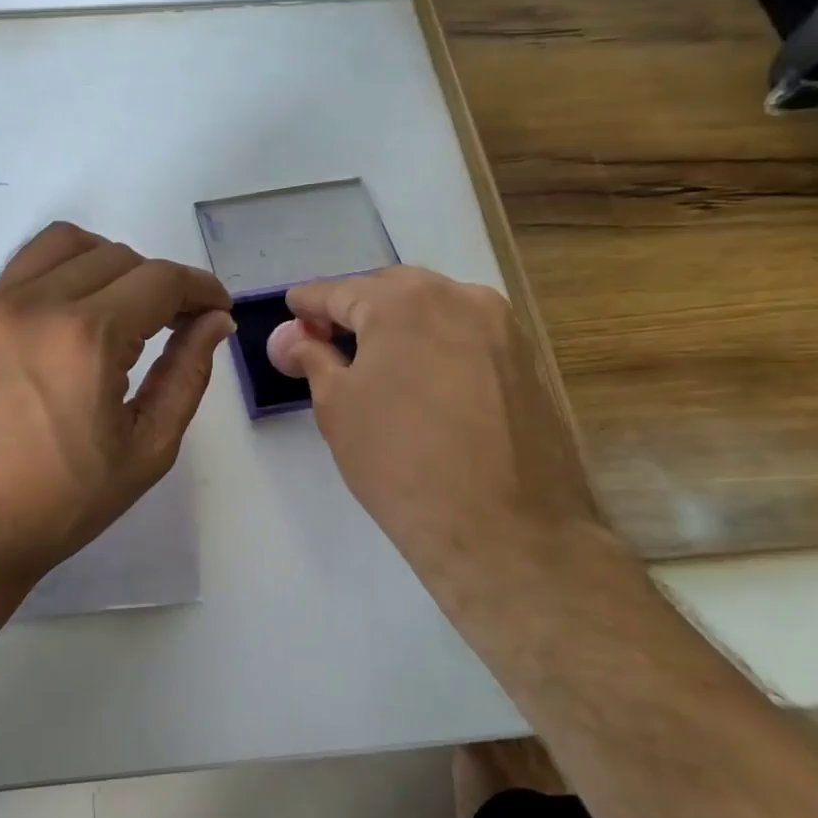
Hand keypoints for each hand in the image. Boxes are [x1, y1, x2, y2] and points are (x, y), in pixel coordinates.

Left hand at [0, 222, 233, 597]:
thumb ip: (186, 377)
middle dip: (159, 283)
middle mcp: (38, 303)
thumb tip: (213, 323)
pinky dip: (61, 273)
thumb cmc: (57, 504)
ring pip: (66, 244)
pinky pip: (24, 267)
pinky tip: (68, 319)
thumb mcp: (144, 451)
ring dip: (108, 263)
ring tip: (120, 308)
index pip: (161, 280)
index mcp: (87, 338)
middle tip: (172, 324)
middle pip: (118, 257)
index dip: (201, 288)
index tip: (216, 310)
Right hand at [267, 267, 618, 607]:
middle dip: (355, 306)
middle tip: (326, 337)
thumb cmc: (399, 461)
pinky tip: (419, 373)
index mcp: (403, 302)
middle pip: (391, 290)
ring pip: (434, 307)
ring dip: (398, 321)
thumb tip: (291, 339)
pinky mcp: (526, 359)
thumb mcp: (337, 407)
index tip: (291, 309)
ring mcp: (501, 327)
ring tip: (371, 356)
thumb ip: (312, 358)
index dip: (309, 302)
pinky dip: (434, 340)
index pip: (341, 290)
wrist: (502, 528)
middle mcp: (458, 297)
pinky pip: (465, 333)